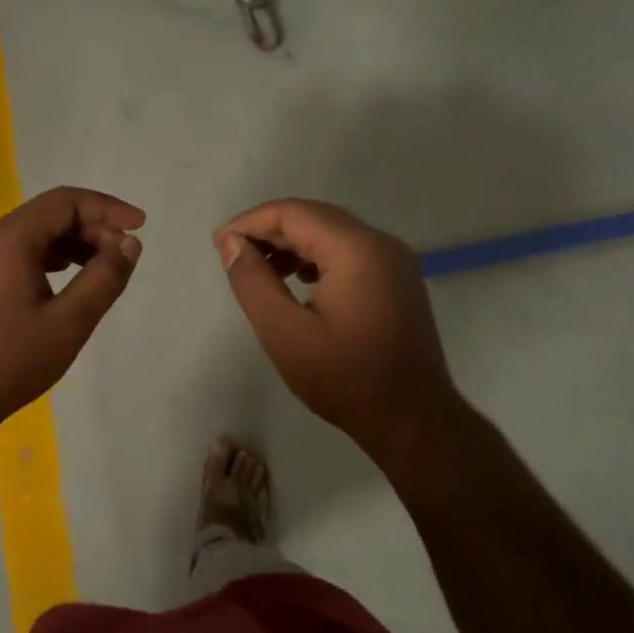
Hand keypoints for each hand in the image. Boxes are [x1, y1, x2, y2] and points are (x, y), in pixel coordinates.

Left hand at [0, 188, 144, 437]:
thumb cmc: (9, 362)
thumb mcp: (69, 323)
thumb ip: (104, 278)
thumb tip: (129, 244)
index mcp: (9, 240)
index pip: (65, 202)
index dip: (108, 208)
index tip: (140, 226)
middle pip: (49, 214)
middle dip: (93, 228)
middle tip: (124, 256)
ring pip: (34, 234)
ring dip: (73, 243)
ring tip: (103, 269)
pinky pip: (19, 253)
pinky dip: (51, 258)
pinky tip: (67, 281)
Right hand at [215, 199, 462, 456]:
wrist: (413, 419)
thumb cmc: (345, 379)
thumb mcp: (286, 334)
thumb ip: (254, 282)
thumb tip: (232, 243)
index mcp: (356, 249)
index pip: (294, 213)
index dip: (251, 222)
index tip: (220, 244)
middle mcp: (381, 243)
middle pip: (316, 217)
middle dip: (271, 230)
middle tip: (235, 255)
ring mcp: (396, 260)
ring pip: (334, 233)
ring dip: (295, 243)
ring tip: (262, 271)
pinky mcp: (399, 280)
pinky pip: (352, 252)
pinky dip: (319, 256)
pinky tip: (299, 281)